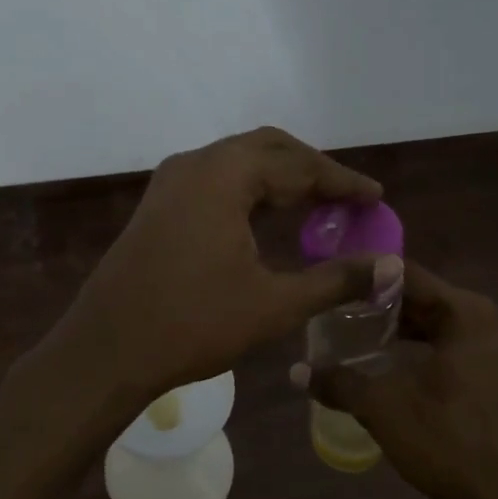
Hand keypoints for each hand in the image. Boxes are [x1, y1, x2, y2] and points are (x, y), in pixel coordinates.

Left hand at [48, 128, 396, 401]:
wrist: (106, 349)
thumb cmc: (193, 323)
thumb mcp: (274, 304)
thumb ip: (335, 279)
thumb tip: (390, 268)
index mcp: (224, 175)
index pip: (299, 165)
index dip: (342, 182)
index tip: (376, 198)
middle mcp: (195, 164)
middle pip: (268, 149)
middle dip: (311, 170)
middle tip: (347, 199)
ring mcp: (170, 183)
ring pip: (238, 162)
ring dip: (279, 178)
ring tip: (316, 207)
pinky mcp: (158, 205)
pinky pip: (215, 181)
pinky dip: (249, 191)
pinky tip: (267, 219)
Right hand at [294, 262, 497, 498]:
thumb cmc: (444, 438)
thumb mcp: (381, 406)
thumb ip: (338, 382)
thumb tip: (296, 372)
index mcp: (463, 313)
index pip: (406, 273)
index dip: (365, 275)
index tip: (331, 281)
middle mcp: (483, 321)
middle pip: (420, 297)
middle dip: (377, 302)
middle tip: (335, 308)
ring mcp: (492, 350)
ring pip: (433, 323)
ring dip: (395, 327)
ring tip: (352, 333)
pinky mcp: (491, 377)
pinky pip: (446, 345)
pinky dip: (416, 347)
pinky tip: (384, 363)